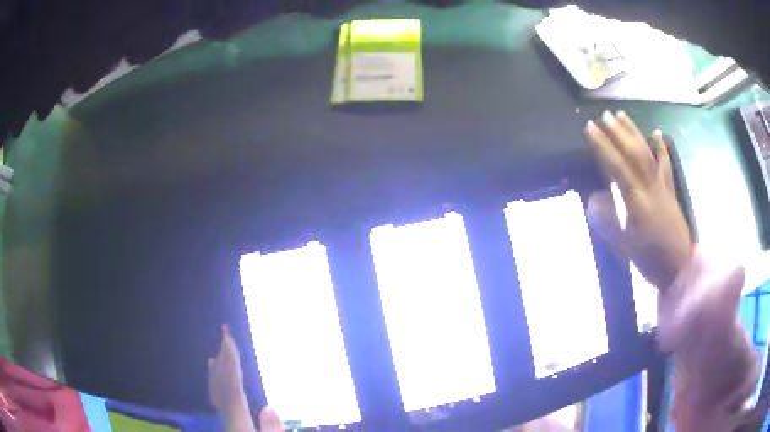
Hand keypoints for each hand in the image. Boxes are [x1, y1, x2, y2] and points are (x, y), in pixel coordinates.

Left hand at [208, 325, 285, 431]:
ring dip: (218, 369)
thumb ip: (270, 429)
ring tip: (216, 353)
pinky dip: (217, 387)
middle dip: (223, 356)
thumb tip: (270, 407)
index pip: (232, 384)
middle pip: (222, 382)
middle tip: (224, 332)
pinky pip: (220, 400)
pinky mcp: (229, 423)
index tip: (227, 337)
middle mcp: (228, 413)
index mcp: (238, 417)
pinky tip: (218, 385)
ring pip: (218, 390)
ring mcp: (226, 418)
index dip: (230, 360)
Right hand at [584, 111, 692, 289]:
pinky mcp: (670, 190)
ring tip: (622, 116)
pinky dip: (661, 148)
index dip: (602, 145)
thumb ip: (606, 221)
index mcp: (636, 201)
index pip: (616, 165)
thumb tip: (594, 198)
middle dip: (617, 132)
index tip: (589, 128)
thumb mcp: (623, 246)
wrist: (679, 268)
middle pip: (633, 153)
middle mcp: (649, 187)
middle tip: (605, 115)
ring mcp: (662, 187)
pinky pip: (666, 165)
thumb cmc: (650, 259)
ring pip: (647, 153)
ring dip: (634, 132)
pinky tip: (657, 133)